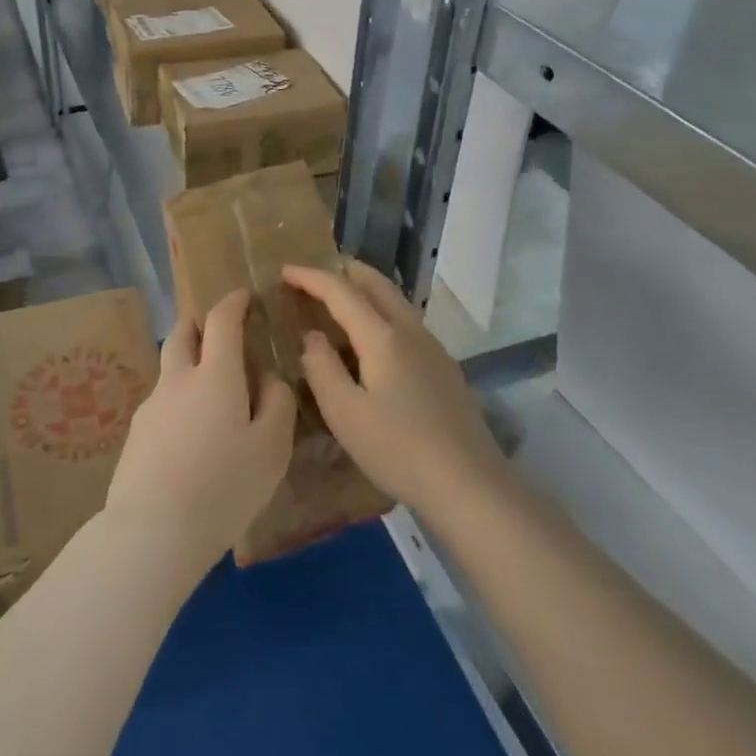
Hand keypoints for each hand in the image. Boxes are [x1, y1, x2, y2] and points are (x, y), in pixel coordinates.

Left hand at [104, 289, 296, 578]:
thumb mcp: (271, 449)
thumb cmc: (223, 486)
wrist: (152, 531)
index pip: (221, 320)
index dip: (233, 302)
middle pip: (182, 333)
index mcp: (214, 374)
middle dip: (199, 323)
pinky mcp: (135, 434)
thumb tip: (268, 379)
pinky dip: (178, 401)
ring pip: (170, 369)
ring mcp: (151, 406)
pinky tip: (190, 436)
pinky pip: (162, 403)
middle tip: (219, 331)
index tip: (244, 296)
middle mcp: (177, 379)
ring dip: (188, 364)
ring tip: (210, 394)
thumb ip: (276, 404)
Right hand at [282, 261, 507, 515]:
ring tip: (340, 299)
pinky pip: (405, 321)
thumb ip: (321, 368)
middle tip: (314, 274)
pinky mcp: (444, 367)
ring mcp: (432, 347)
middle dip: (343, 271)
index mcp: (382, 336)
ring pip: (394, 300)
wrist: (470, 485)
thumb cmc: (399, 449)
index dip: (310, 276)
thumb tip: (312, 336)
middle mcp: (410, 330)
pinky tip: (373, 338)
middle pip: (375, 283)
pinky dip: (381, 311)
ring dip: (364, 289)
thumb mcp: (345, 413)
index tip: (284, 270)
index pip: (340, 291)